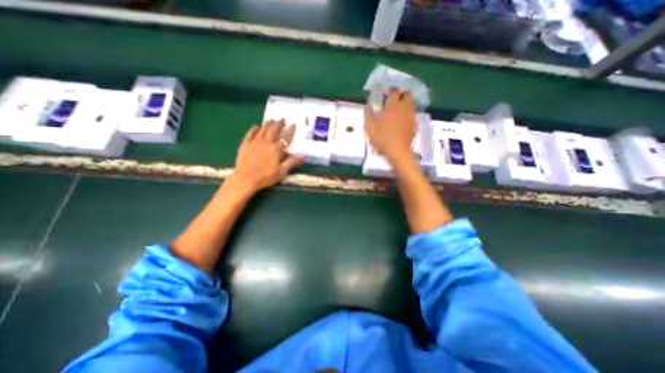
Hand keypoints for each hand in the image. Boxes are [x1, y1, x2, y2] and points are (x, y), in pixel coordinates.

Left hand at [228, 120, 303, 195]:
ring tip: (271, 120)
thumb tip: (303, 154)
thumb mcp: (282, 171)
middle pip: (273, 130)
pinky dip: (253, 129)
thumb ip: (292, 161)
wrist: (246, 178)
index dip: (290, 130)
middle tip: (281, 119)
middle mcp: (266, 142)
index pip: (285, 137)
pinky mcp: (245, 144)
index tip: (293, 123)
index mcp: (276, 149)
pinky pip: (250, 133)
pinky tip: (256, 126)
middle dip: (278, 123)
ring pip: (262, 129)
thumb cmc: (266, 176)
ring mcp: (255, 142)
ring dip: (267, 124)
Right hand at [363, 91, 413, 162]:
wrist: (397, 151)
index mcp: (392, 106)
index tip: (384, 94)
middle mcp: (403, 107)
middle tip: (394, 99)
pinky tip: (403, 119)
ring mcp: (411, 115)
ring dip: (406, 102)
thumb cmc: (382, 139)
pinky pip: (413, 113)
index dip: (389, 90)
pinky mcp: (415, 123)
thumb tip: (367, 106)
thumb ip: (368, 115)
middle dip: (401, 94)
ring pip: (412, 103)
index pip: (393, 91)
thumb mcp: (370, 128)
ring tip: (399, 108)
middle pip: (407, 94)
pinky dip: (409, 112)